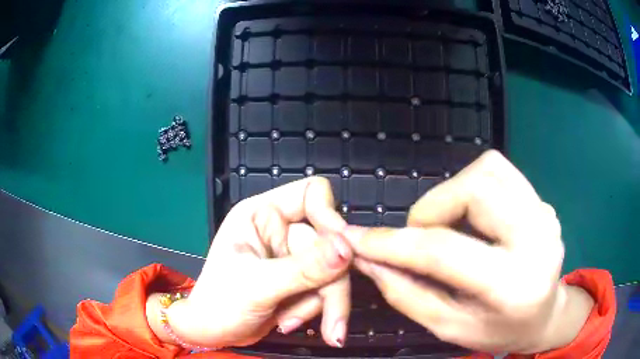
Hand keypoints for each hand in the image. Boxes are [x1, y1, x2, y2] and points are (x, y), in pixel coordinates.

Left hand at [167, 178, 351, 347]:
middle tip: (331, 322)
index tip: (343, 254)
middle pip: (330, 243)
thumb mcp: (258, 285)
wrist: (213, 333)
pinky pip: (326, 288)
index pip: (311, 193)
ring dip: (322, 304)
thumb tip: (347, 250)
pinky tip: (287, 322)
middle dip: (330, 285)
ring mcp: (292, 256)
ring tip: (290, 324)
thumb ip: (304, 269)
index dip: (330, 217)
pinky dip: (313, 310)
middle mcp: (280, 230)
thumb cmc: (220, 304)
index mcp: (262, 214)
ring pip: (333, 270)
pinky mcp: (300, 280)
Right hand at [345, 150, 593, 353]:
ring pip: (487, 169)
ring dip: (453, 192)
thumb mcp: (449, 327)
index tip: (360, 239)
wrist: (546, 314)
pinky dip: (473, 183)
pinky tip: (473, 214)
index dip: (394, 243)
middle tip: (422, 236)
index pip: (446, 251)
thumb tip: (369, 260)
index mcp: (513, 285)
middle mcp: (537, 239)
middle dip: (432, 208)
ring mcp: (544, 213)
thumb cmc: (499, 331)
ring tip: (449, 225)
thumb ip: (407, 294)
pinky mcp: (542, 200)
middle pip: (474, 189)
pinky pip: (500, 170)